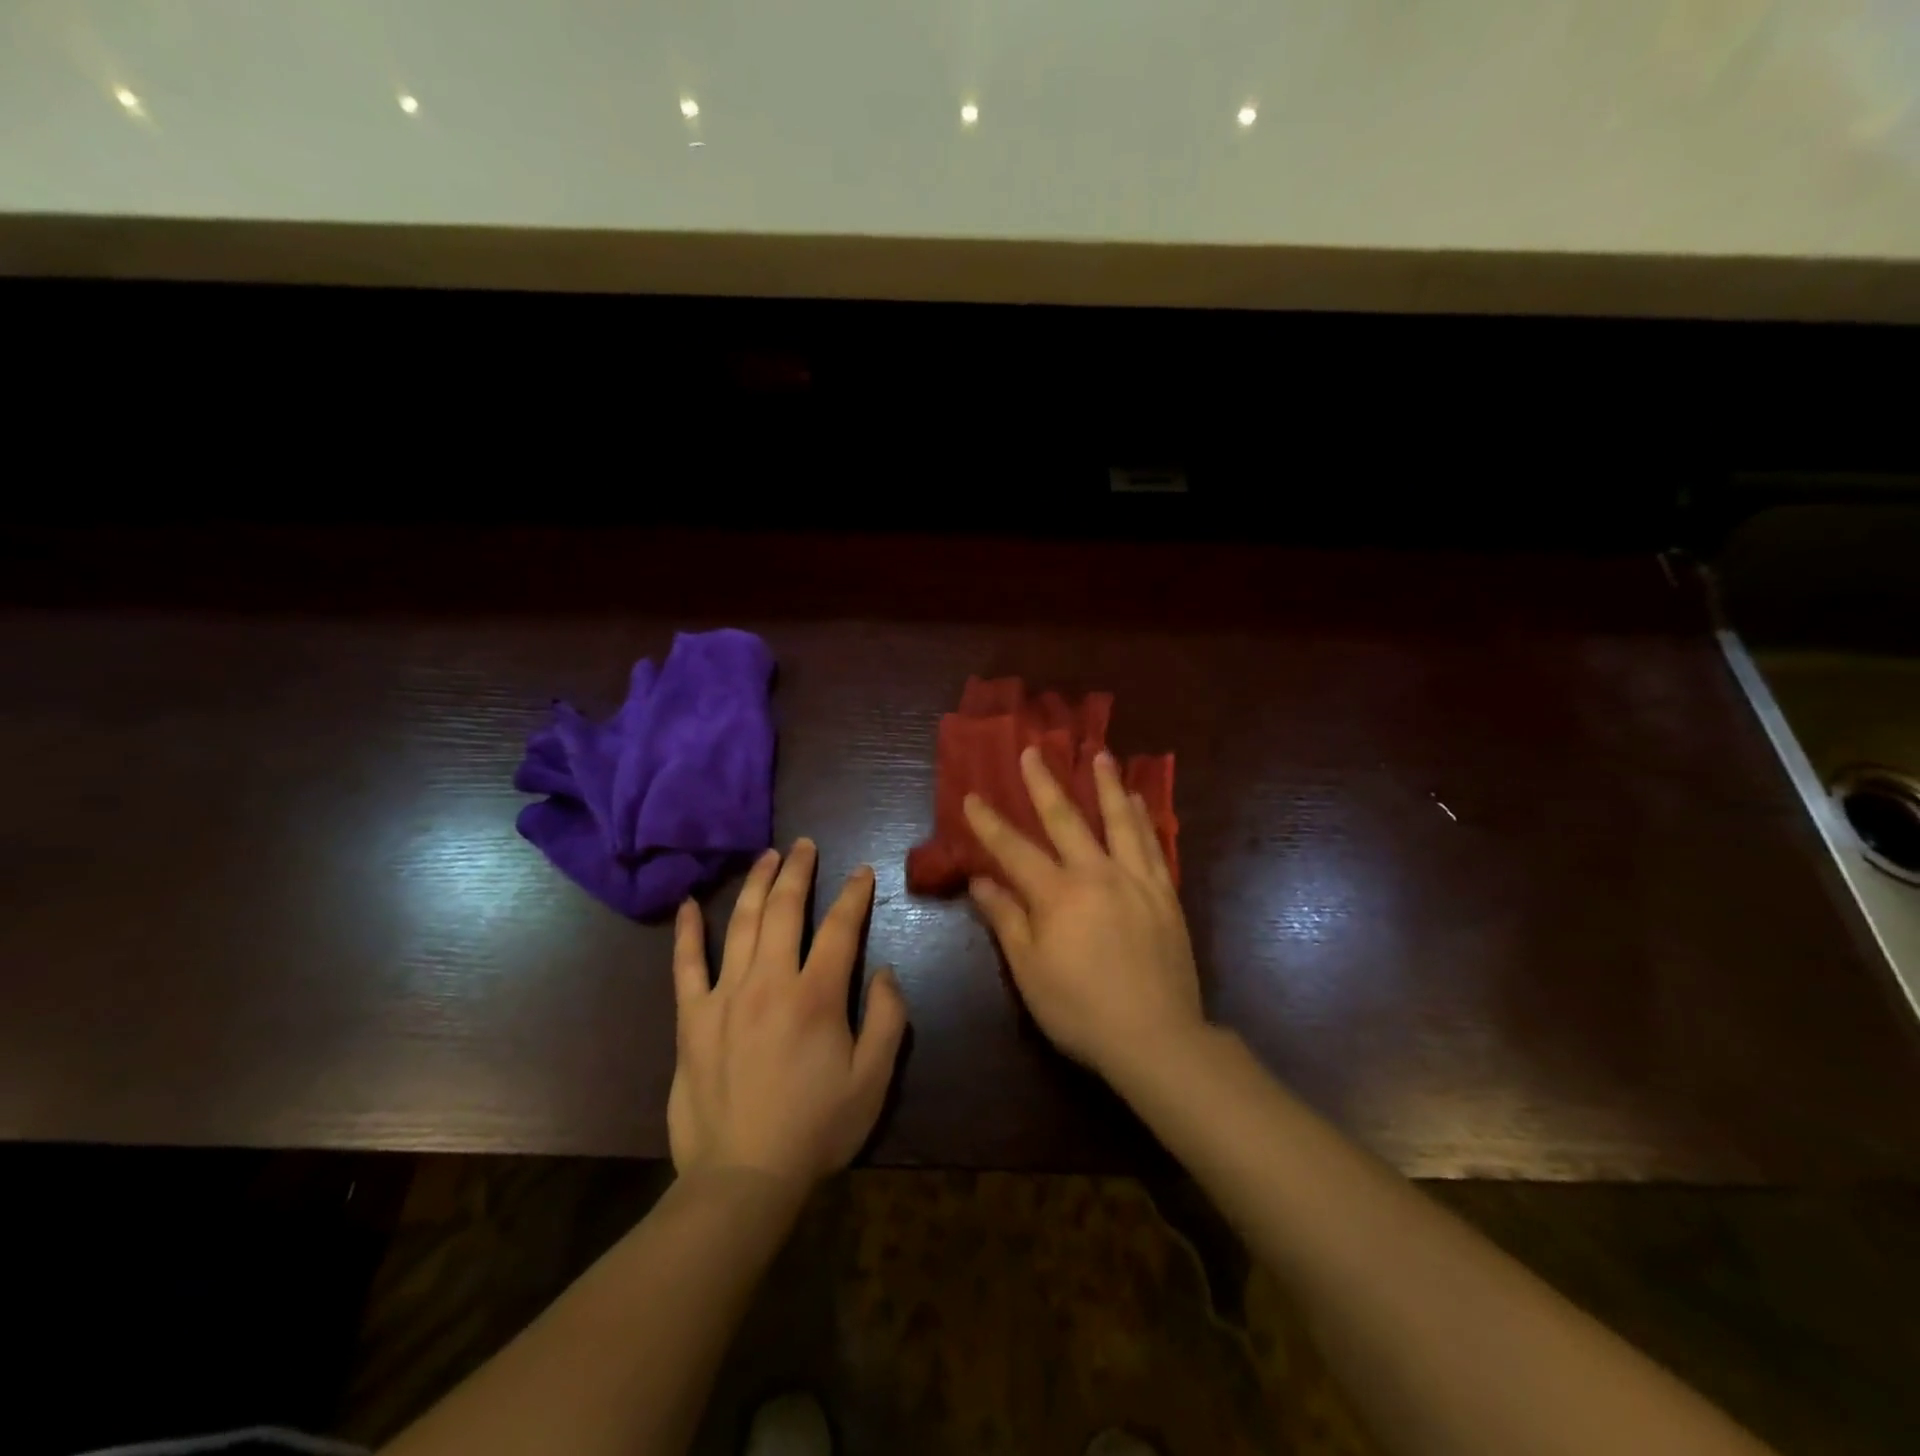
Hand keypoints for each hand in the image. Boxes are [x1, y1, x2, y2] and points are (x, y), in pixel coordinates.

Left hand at [668, 840, 908, 1187]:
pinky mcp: (692, 1019)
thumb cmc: (816, 1129)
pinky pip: (686, 966)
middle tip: (804, 846)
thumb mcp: (873, 1081)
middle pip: (783, 911)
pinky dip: (687, 932)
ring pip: (739, 925)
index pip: (839, 928)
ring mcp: (724, 997)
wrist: (742, 1179)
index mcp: (816, 996)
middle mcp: (769, 983)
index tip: (861, 872)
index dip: (853, 895)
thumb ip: (888, 1019)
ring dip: (755, 885)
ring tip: (765, 856)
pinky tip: (688, 903)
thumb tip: (885, 971)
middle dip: (797, 872)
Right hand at [965, 746, 1204, 1077]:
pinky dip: (1144, 818)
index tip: (972, 796)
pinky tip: (1140, 801)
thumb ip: (1006, 920)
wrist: (1156, 1037)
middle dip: (1045, 784)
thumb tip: (981, 881)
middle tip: (1034, 750)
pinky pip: (1153, 846)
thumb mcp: (1029, 971)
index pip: (1014, 850)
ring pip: (1119, 821)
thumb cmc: (1080, 1009)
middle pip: (1066, 820)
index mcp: (1058, 894)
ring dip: (1106, 785)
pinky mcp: (1165, 895)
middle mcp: (1097, 874)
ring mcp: (1136, 881)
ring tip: (1099, 754)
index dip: (989, 823)